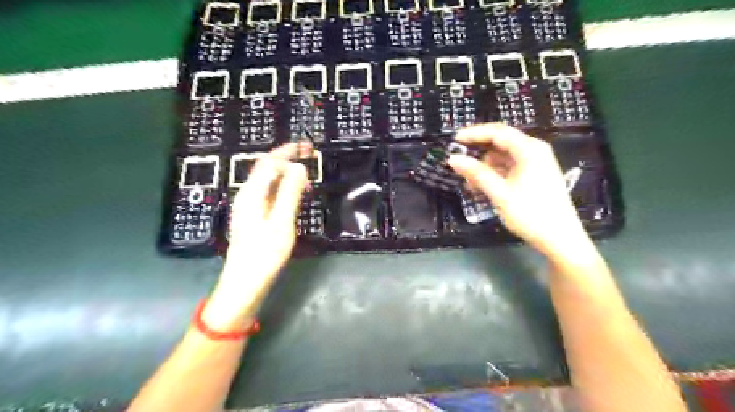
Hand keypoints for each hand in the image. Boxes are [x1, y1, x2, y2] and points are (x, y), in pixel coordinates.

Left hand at [204, 143, 310, 325]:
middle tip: (308, 153)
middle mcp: (247, 195)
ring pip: (268, 180)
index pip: (270, 163)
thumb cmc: (264, 254)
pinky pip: (269, 192)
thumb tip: (299, 167)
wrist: (245, 283)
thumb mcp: (281, 223)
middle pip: (266, 168)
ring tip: (306, 172)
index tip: (308, 148)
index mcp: (251, 193)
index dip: (288, 152)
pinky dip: (283, 186)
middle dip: (286, 157)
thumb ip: (289, 193)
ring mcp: (249, 206)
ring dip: (286, 171)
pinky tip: (294, 192)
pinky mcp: (253, 216)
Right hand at [449, 122, 589, 257]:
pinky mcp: (533, 176)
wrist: (560, 239)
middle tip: (458, 162)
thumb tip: (453, 158)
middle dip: (478, 152)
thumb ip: (476, 173)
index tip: (454, 141)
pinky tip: (481, 187)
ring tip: (469, 182)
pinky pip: (508, 168)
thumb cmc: (531, 214)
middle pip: (500, 142)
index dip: (474, 134)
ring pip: (502, 157)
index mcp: (529, 149)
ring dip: (484, 166)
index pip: (497, 132)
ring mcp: (534, 164)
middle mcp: (533, 151)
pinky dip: (493, 174)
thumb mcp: (500, 193)